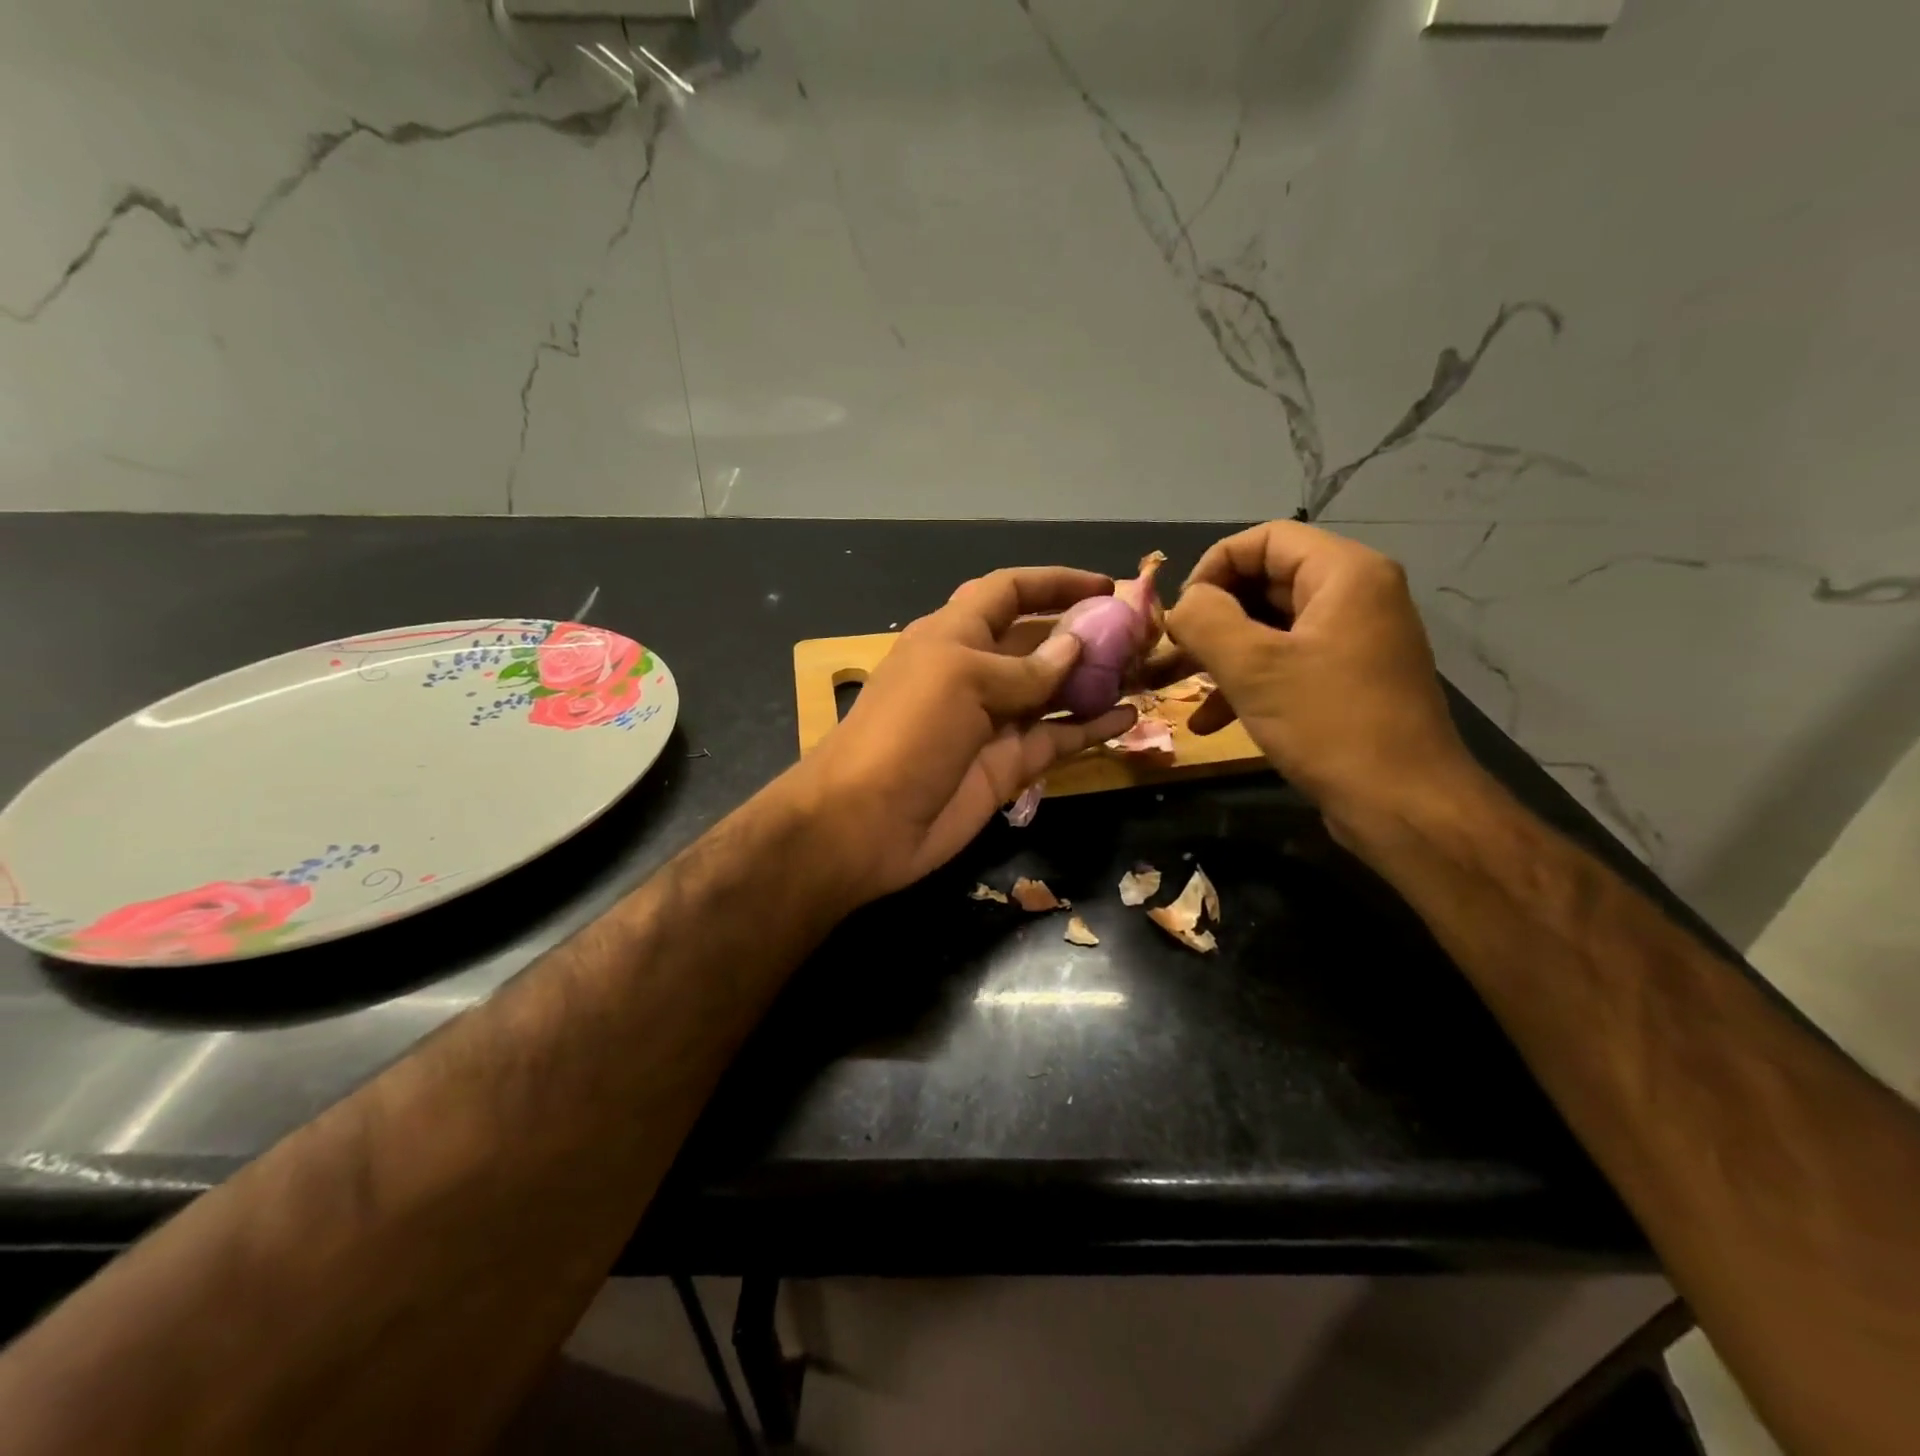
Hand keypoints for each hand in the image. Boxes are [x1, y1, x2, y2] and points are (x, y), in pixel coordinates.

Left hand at [792, 568, 1135, 902]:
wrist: (866, 823)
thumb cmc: (907, 733)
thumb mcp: (962, 681)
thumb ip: (1025, 667)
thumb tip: (1076, 644)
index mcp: (953, 635)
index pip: (1009, 591)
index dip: (1054, 582)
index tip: (1107, 585)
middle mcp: (976, 672)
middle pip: (1038, 641)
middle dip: (1085, 633)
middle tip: (1140, 634)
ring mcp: (994, 721)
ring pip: (1054, 692)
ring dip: (1095, 680)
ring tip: (1145, 671)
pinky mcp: (1008, 765)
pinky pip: (1057, 739)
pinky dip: (1091, 728)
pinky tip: (1128, 717)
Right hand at [1164, 521, 1478, 835]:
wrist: (1403, 806)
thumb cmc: (1328, 724)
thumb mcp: (1252, 667)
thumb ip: (1205, 620)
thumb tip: (1184, 605)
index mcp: (1344, 574)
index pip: (1264, 539)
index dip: (1212, 567)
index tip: (1181, 612)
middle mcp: (1355, 597)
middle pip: (1265, 582)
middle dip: (1211, 617)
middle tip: (1171, 651)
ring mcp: (1353, 641)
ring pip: (1270, 628)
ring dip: (1220, 655)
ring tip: (1176, 686)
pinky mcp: (1347, 681)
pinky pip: (1286, 664)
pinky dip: (1247, 683)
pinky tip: (1209, 721)